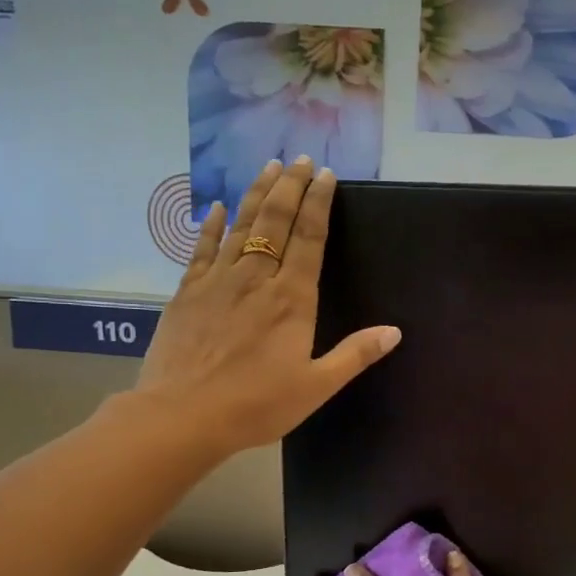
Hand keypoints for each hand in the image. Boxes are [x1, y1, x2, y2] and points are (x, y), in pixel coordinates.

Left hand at [135, 158, 400, 456]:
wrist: (182, 415)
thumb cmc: (256, 405)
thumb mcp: (315, 387)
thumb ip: (354, 355)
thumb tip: (394, 331)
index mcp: (292, 299)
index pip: (309, 239)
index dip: (318, 204)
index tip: (326, 175)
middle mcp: (256, 279)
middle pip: (275, 222)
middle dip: (290, 187)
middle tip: (300, 160)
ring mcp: (218, 281)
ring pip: (241, 227)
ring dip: (256, 194)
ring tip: (268, 167)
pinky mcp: (187, 293)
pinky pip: (202, 249)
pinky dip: (212, 226)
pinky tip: (217, 208)